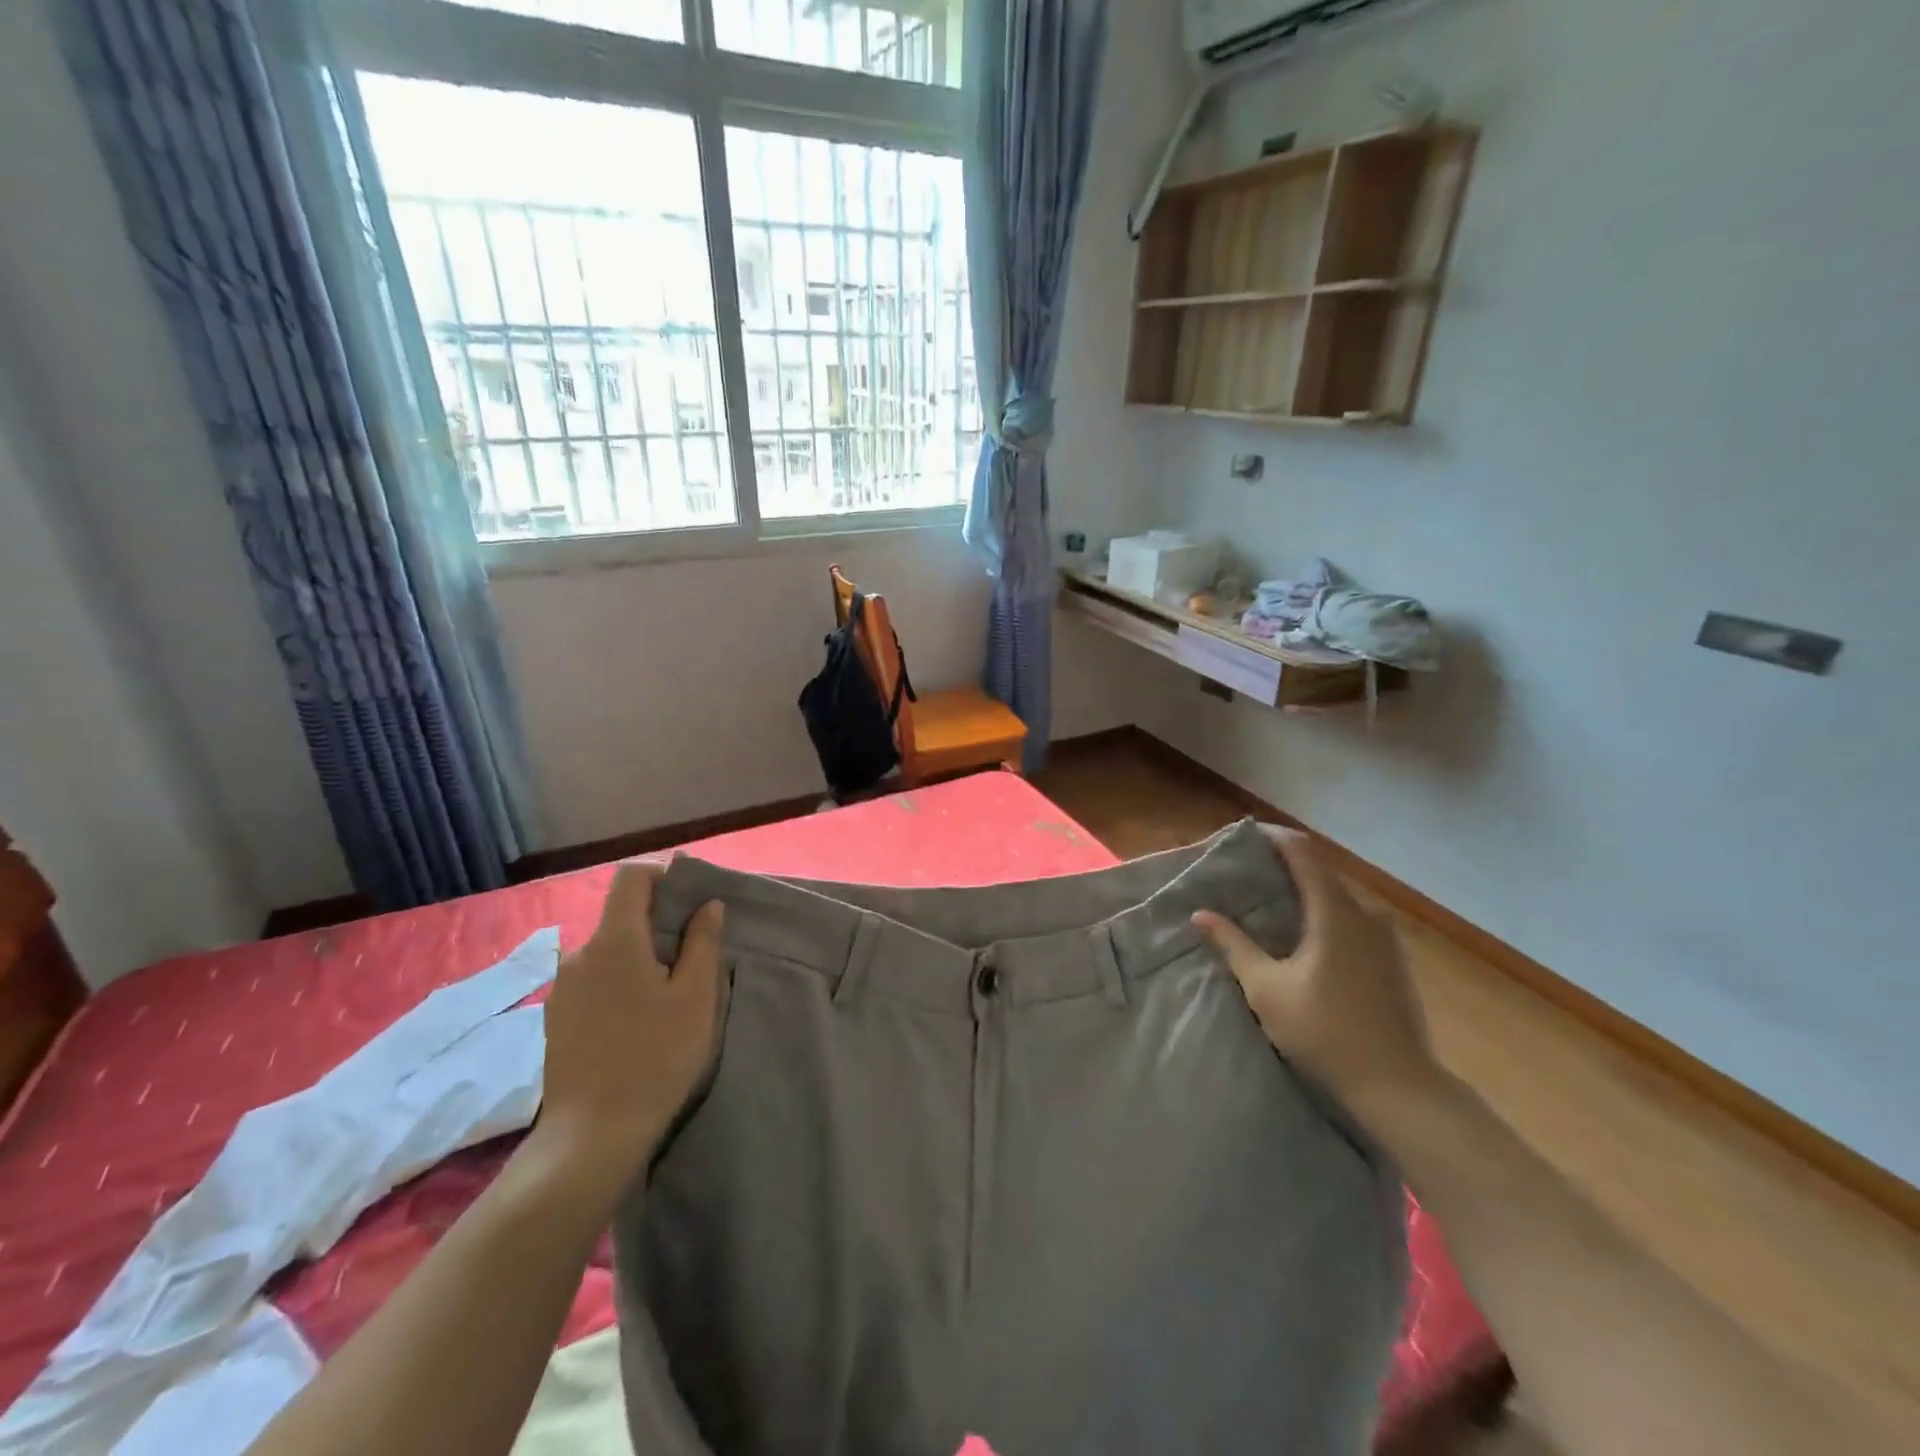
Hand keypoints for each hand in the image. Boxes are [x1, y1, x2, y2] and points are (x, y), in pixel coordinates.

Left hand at [530, 862, 724, 1191]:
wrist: (592, 1136)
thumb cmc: (655, 1057)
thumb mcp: (696, 997)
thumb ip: (703, 942)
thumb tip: (706, 905)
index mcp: (615, 940)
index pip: (631, 877)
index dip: (663, 876)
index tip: (691, 901)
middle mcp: (580, 954)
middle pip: (622, 915)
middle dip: (658, 923)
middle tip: (692, 956)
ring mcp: (563, 988)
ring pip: (609, 950)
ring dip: (639, 956)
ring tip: (667, 994)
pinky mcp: (557, 1018)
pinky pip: (594, 979)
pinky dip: (619, 981)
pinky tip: (637, 1020)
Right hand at [1193, 829, 1444, 1125]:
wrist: (1399, 1089)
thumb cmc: (1325, 1032)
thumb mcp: (1266, 989)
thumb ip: (1234, 945)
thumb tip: (1201, 913)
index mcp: (1336, 912)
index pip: (1303, 853)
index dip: (1273, 838)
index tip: (1244, 837)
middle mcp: (1366, 914)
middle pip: (1322, 873)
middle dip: (1285, 866)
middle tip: (1248, 874)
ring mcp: (1387, 939)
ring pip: (1339, 899)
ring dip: (1306, 893)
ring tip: (1272, 904)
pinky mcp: (1394, 962)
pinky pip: (1354, 921)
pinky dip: (1326, 916)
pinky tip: (1307, 939)